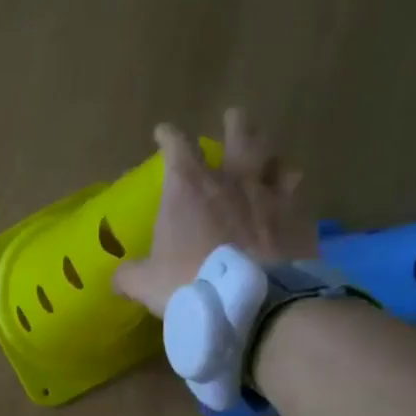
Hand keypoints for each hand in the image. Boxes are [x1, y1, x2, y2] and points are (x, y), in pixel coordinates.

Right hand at [112, 107, 319, 315]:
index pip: (176, 147)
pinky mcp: (298, 214)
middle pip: (238, 136)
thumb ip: (130, 275)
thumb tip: (117, 277)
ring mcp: (269, 194)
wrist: (254, 299)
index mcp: (188, 189)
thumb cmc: (191, 283)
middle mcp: (231, 180)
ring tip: (268, 158)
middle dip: (234, 124)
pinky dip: (291, 190)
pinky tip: (291, 199)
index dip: (168, 136)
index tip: (163, 132)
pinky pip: (297, 191)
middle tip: (233, 116)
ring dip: (268, 155)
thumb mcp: (146, 283)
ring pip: (273, 158)